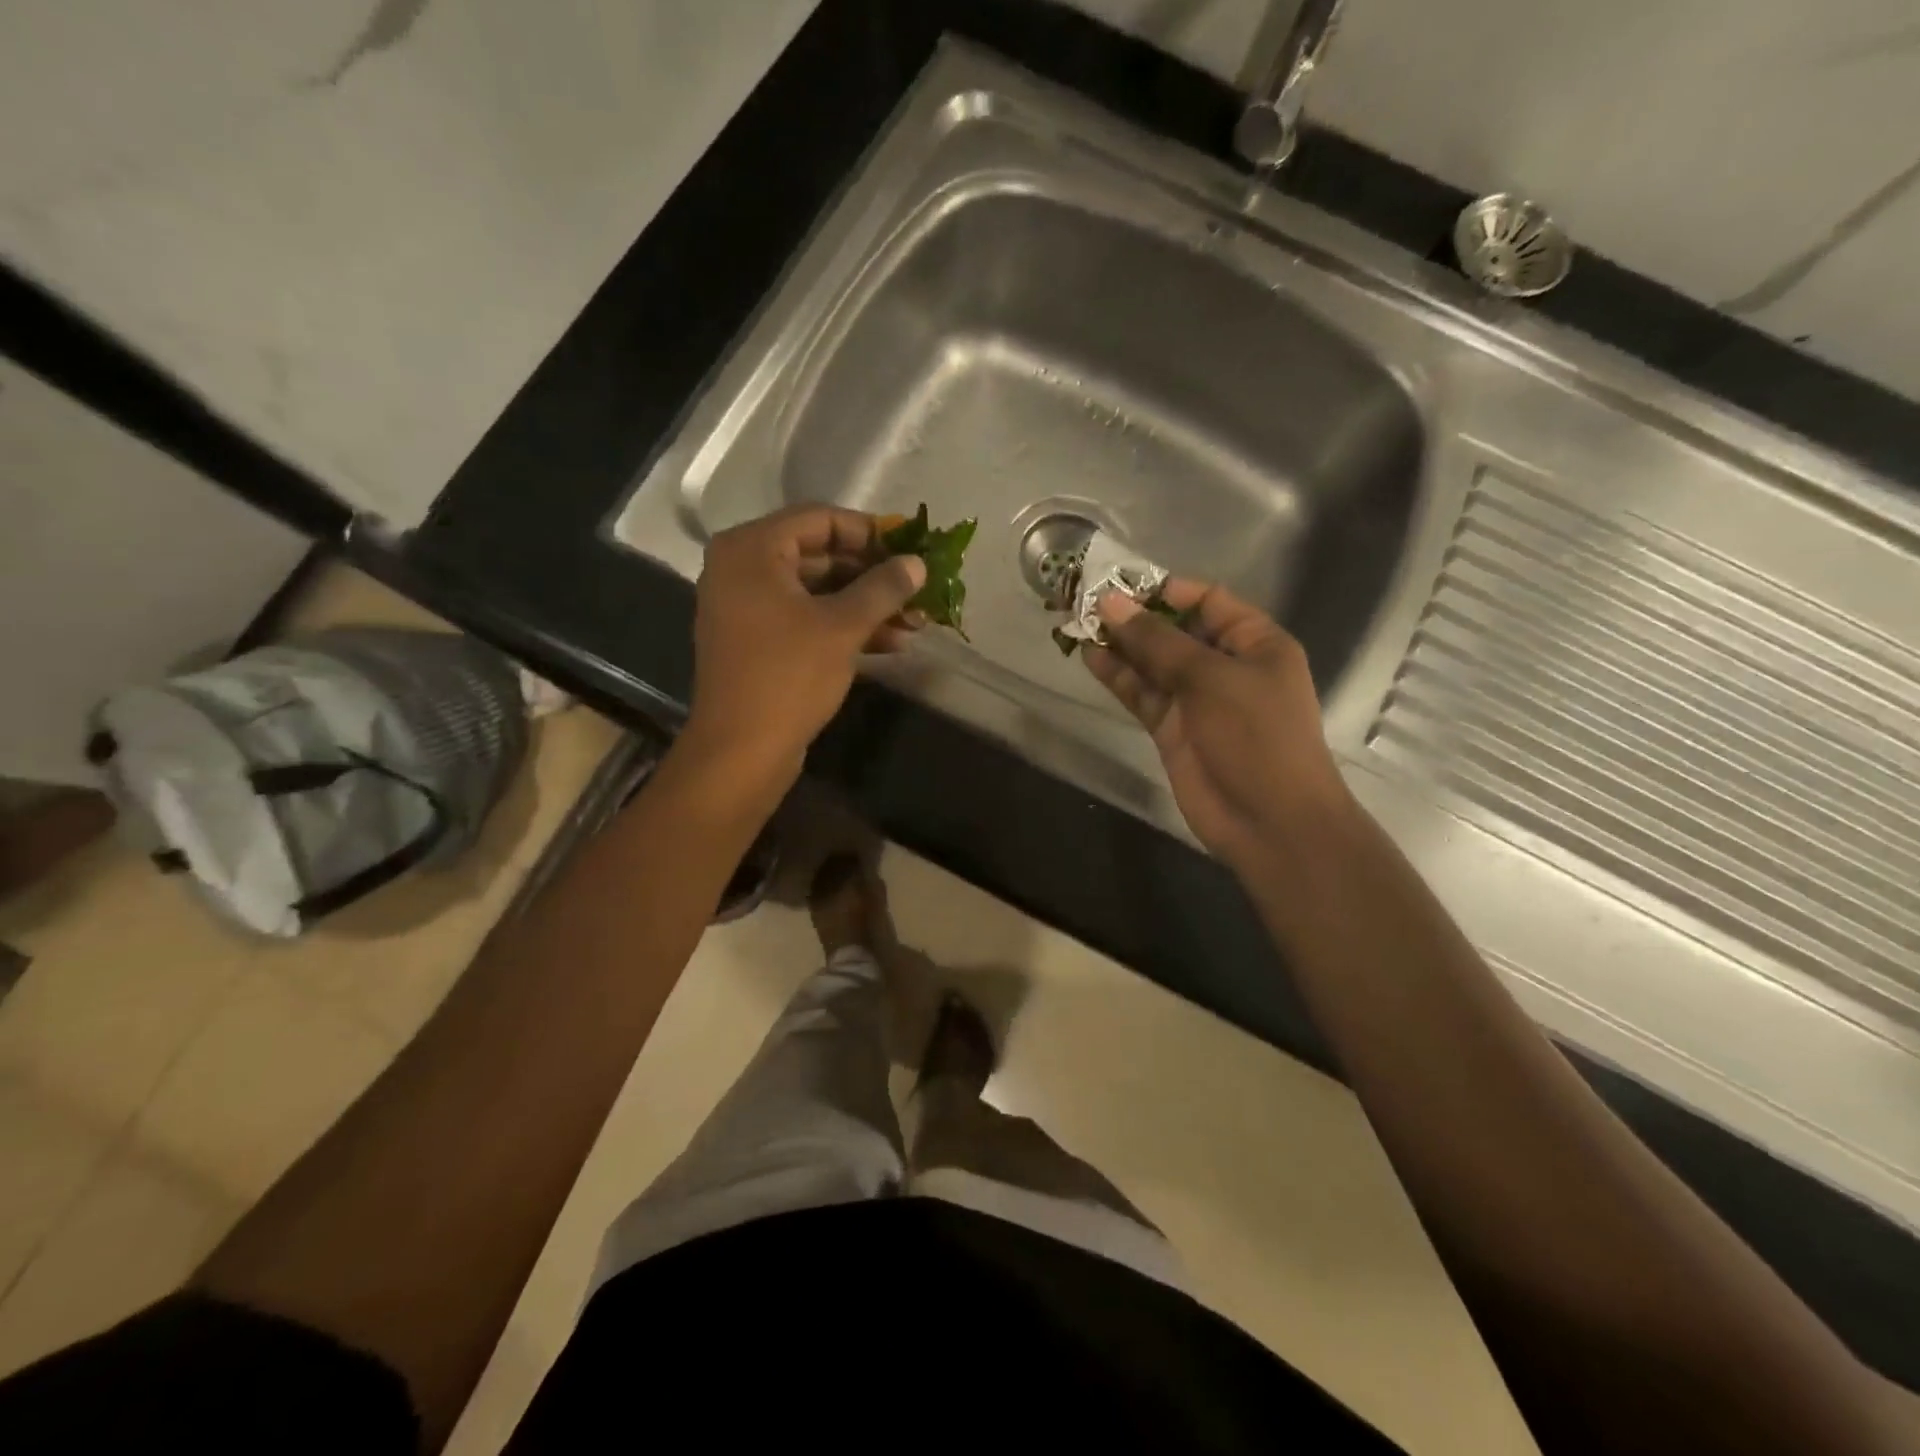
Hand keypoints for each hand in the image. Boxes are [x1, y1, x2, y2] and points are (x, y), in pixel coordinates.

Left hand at [682, 504, 925, 789]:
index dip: (870, 532)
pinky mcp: (758, 642)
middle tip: (917, 589)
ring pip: (817, 592)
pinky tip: (891, 643)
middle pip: (820, 555)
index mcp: (752, 549)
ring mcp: (747, 608)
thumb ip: (883, 588)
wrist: (741, 751)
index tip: (910, 550)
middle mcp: (742, 569)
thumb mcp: (843, 627)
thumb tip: (917, 563)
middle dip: (873, 576)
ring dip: (866, 605)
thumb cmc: (788, 676)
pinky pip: (806, 620)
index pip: (820, 519)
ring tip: (916, 622)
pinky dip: (844, 627)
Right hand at [1083, 581, 1352, 875]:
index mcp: (1254, 643)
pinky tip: (1090, 657)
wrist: (1268, 820)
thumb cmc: (1256, 736)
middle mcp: (1225, 666)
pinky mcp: (1172, 728)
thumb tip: (1111, 603)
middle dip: (1135, 617)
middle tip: (1087, 600)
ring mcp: (1196, 699)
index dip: (1165, 590)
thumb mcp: (1210, 679)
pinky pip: (1142, 693)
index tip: (1120, 582)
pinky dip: (1118, 677)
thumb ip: (1157, 642)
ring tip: (1078, 624)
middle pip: (1175, 630)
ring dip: (1120, 645)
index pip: (1207, 601)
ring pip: (1153, 663)